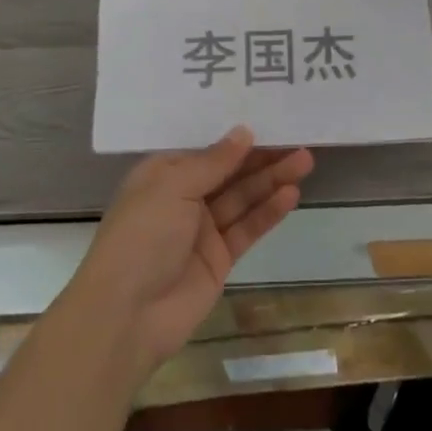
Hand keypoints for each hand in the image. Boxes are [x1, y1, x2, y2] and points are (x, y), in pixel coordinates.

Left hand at [67, 129, 313, 378]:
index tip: (269, 114)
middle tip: (298, 138)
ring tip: (305, 160)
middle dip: (262, 155)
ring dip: (272, 179)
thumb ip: (213, 160)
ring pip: (243, 197)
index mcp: (164, 172)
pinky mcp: (219, 259)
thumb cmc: (142, 235)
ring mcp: (202, 229)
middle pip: (230, 170)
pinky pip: (247, 228)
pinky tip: (291, 194)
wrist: (126, 315)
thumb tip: (244, 131)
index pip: (206, 146)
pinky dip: (268, 211)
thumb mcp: (173, 185)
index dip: (236, 133)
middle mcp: (184, 196)